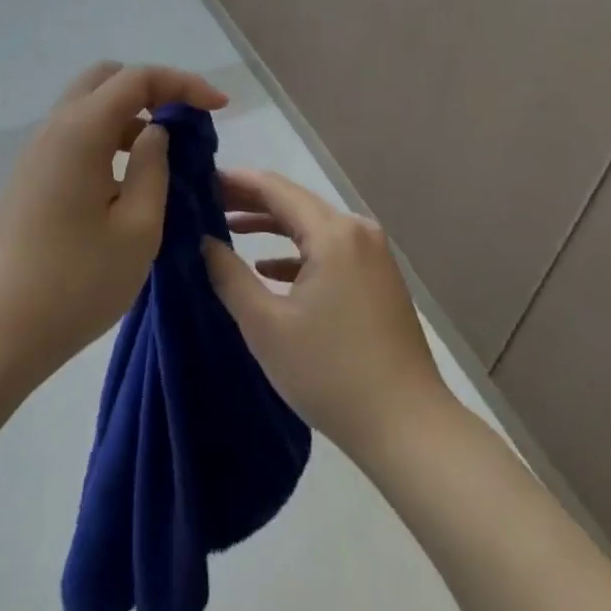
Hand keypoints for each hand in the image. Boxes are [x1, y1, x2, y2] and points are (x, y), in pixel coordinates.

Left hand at [0, 62, 229, 389]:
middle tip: (185, 121)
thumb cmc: (74, 284)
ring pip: (89, 105)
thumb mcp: (136, 229)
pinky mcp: (30, 176)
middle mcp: (55, 127)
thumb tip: (155, 132)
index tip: (220, 107)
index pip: (137, 78)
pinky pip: (75, 134)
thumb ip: (153, 167)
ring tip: (163, 153)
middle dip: (152, 88)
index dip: (183, 83)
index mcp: (82, 131)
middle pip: (107, 78)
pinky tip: (126, 178)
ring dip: (129, 114)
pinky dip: (107, 136)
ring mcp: (37, 151)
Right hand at [203, 169, 451, 458]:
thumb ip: (229, 276)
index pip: (275, 188)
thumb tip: (203, 241)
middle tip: (208, 203)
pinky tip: (269, 269)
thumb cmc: (331, 373)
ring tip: (230, 228)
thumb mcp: (266, 327)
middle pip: (294, 202)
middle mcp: (356, 230)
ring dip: (272, 226)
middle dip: (250, 201)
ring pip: (312, 225)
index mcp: (332, 232)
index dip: (236, 182)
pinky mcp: (378, 277)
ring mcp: (372, 253)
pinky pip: (330, 248)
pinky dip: (297, 252)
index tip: (200, 180)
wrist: (409, 429)